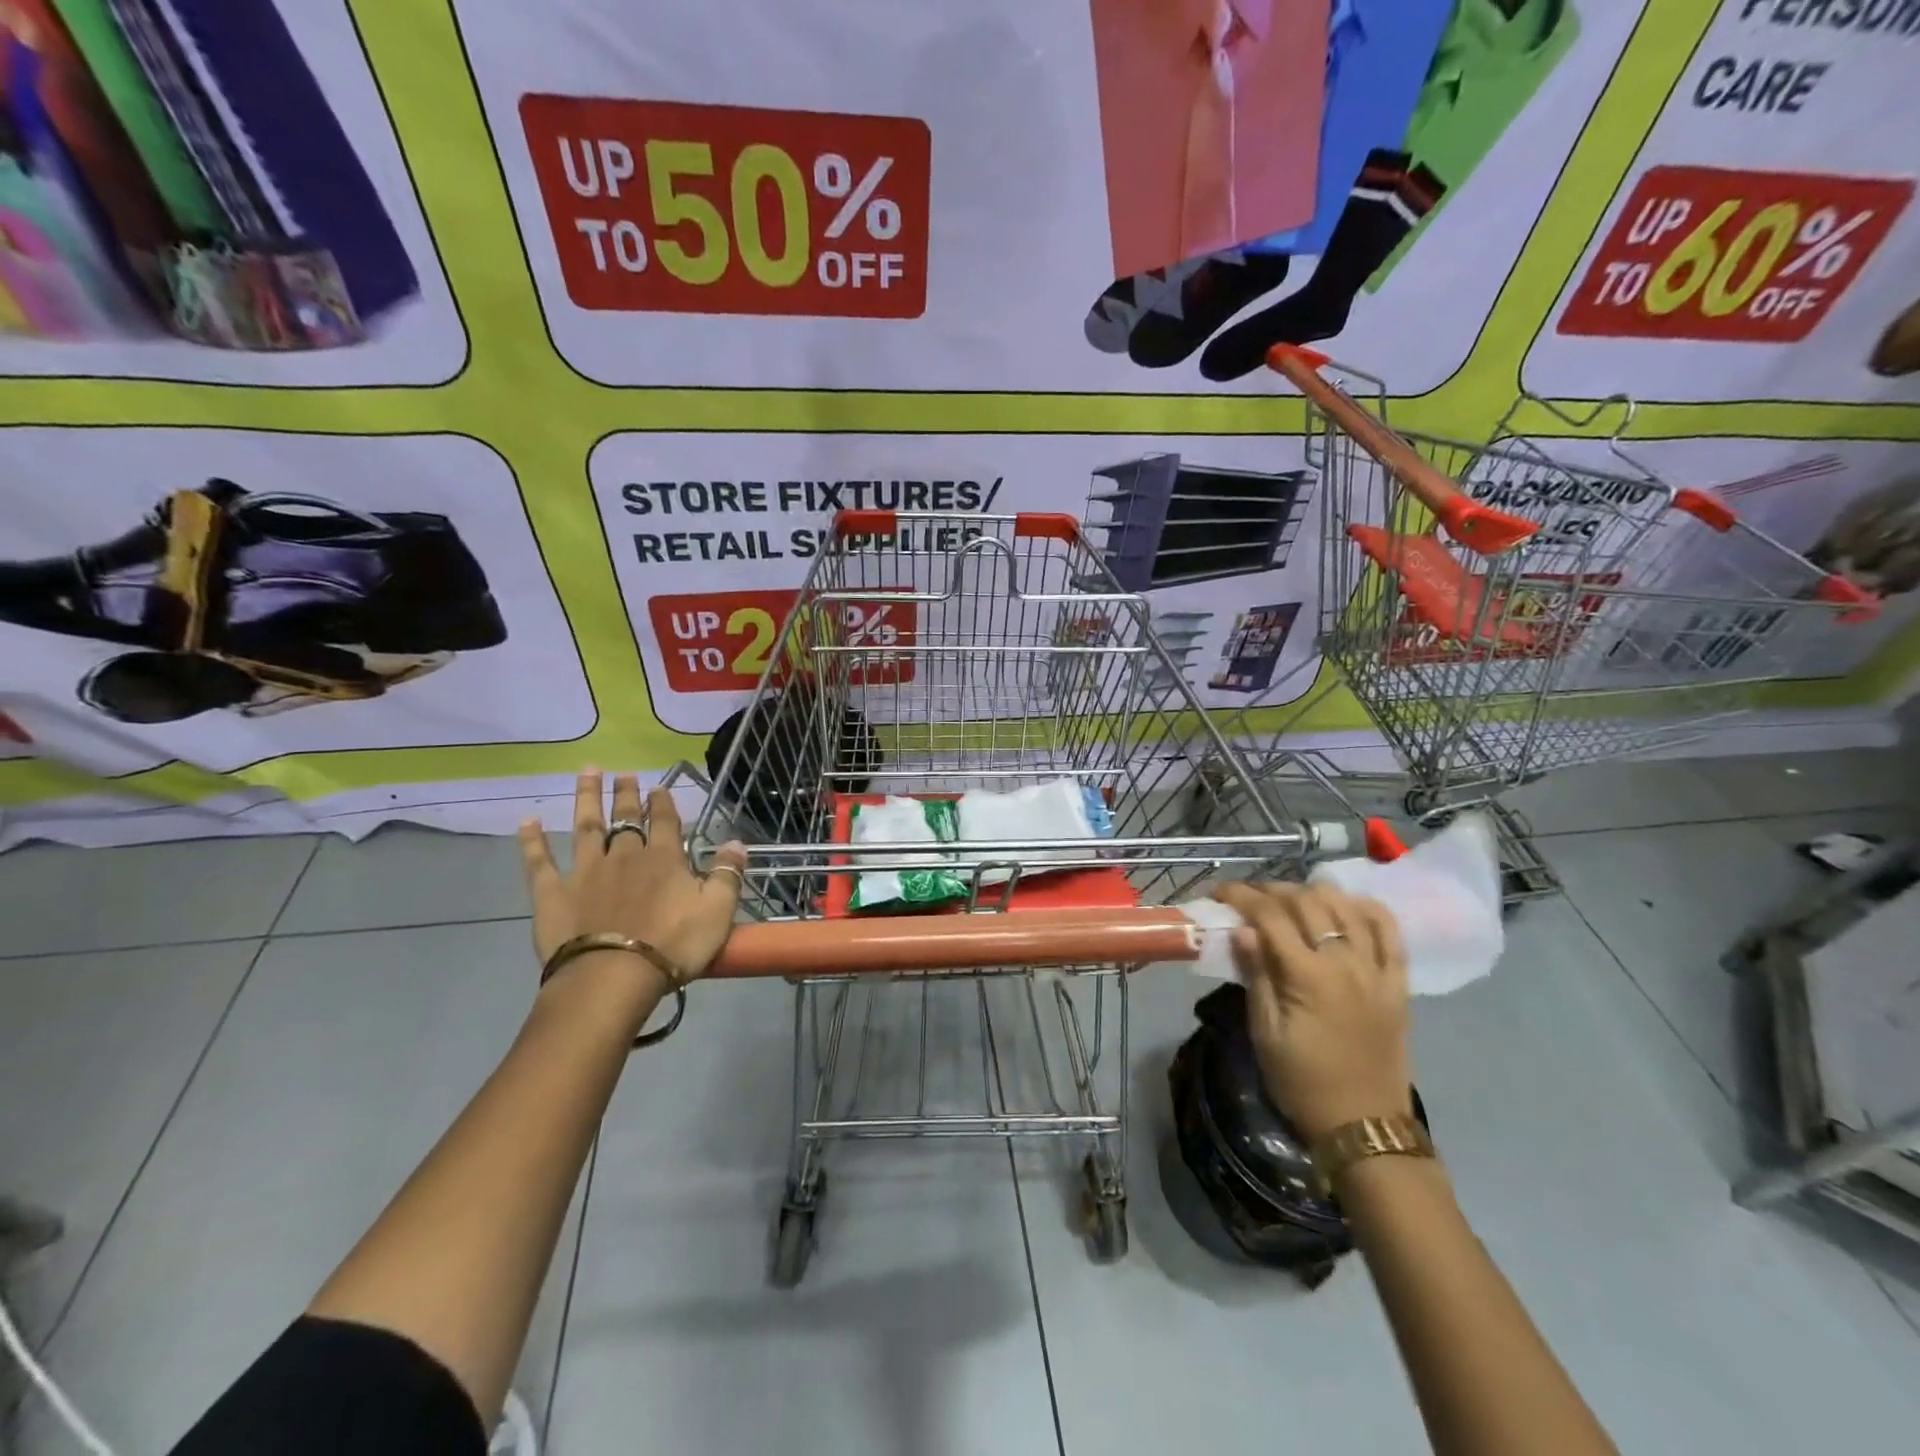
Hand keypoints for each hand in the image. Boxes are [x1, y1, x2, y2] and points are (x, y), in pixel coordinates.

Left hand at [518, 770, 747, 983]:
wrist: (612, 977)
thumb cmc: (672, 945)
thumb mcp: (718, 911)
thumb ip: (728, 874)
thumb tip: (737, 842)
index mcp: (664, 859)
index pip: (665, 821)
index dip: (663, 803)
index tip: (659, 787)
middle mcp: (624, 855)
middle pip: (625, 818)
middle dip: (627, 794)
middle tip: (625, 774)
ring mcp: (585, 871)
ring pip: (586, 827)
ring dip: (587, 798)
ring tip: (588, 773)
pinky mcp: (552, 894)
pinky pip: (540, 863)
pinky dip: (532, 842)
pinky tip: (527, 822)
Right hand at [1213, 881, 1411, 1140]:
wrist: (1363, 1126)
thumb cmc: (1302, 1082)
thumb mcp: (1265, 1033)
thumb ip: (1256, 975)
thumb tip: (1242, 929)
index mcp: (1308, 977)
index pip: (1270, 916)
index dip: (1241, 896)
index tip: (1219, 890)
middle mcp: (1346, 963)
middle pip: (1308, 902)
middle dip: (1272, 890)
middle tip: (1249, 898)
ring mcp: (1377, 971)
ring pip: (1347, 907)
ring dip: (1314, 893)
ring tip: (1291, 900)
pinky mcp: (1398, 983)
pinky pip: (1390, 932)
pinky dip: (1367, 909)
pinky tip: (1347, 905)